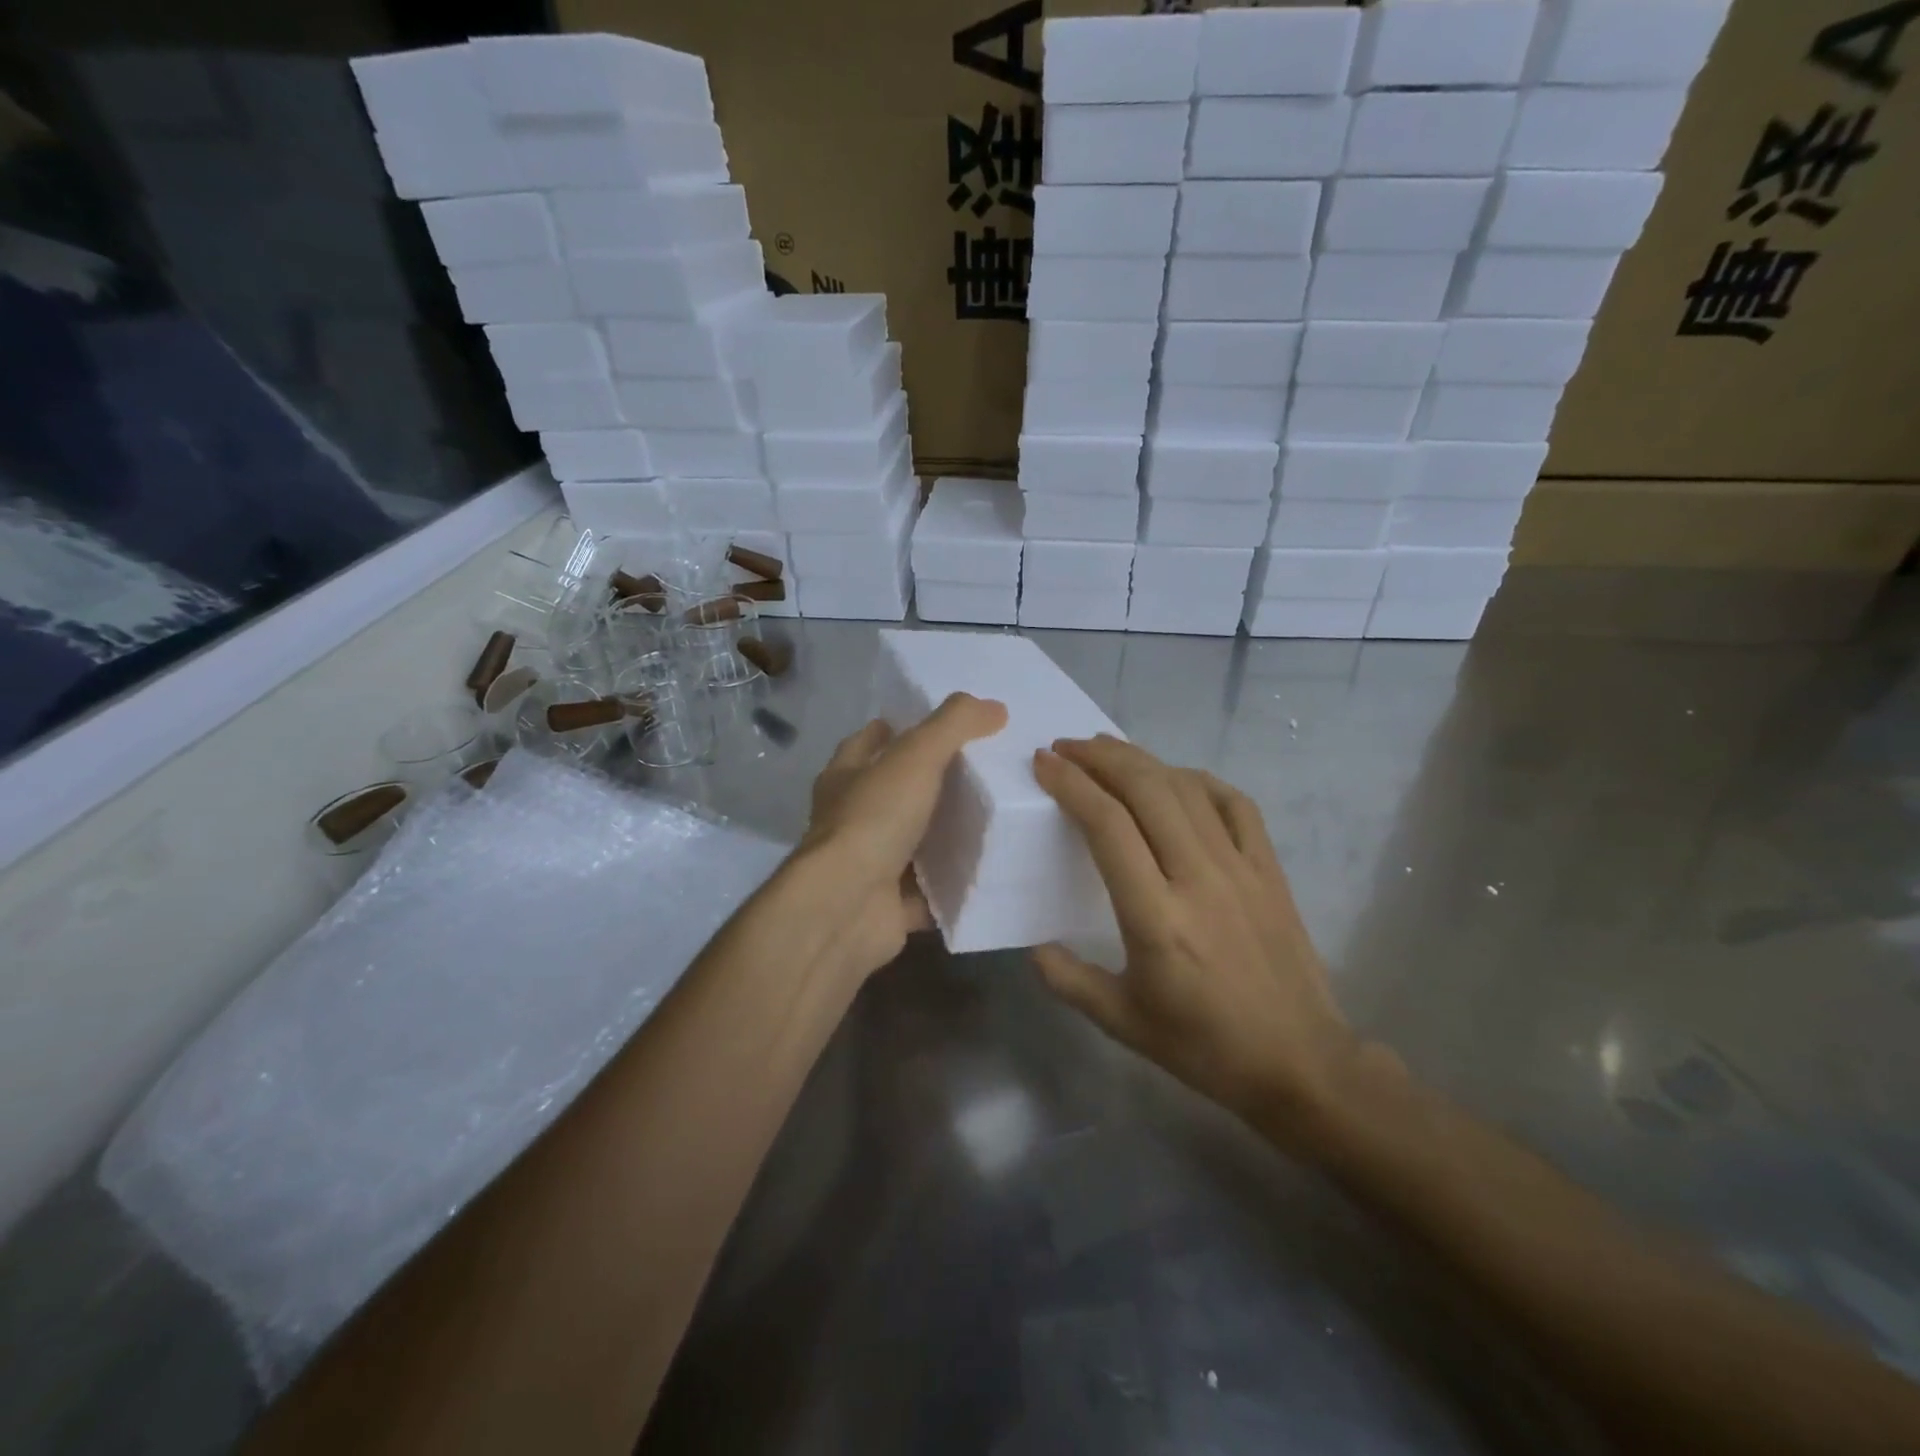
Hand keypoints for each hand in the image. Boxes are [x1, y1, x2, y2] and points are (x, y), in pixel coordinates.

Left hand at [800, 692, 1006, 977]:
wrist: (846, 908)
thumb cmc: (873, 820)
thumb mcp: (915, 757)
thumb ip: (954, 726)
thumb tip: (995, 706)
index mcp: (846, 778)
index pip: (866, 743)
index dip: (893, 730)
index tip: (929, 725)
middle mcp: (851, 820)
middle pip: (891, 793)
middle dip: (926, 783)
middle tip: (978, 770)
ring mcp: (869, 866)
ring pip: (911, 844)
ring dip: (941, 835)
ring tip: (993, 818)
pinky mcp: (889, 906)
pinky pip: (929, 892)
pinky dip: (951, 885)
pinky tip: (986, 874)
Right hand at [1030, 736, 1363, 1140]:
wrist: (1300, 1062)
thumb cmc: (1204, 1046)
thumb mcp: (1122, 1022)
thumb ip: (1068, 981)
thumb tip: (1033, 947)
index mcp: (1155, 916)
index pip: (1107, 825)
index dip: (1072, 784)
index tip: (1044, 763)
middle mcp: (1197, 877)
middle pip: (1146, 789)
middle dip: (1101, 757)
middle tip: (1068, 747)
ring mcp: (1240, 868)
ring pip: (1186, 788)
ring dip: (1142, 760)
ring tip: (1108, 750)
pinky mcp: (1270, 869)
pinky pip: (1235, 804)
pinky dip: (1199, 780)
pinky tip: (1176, 778)